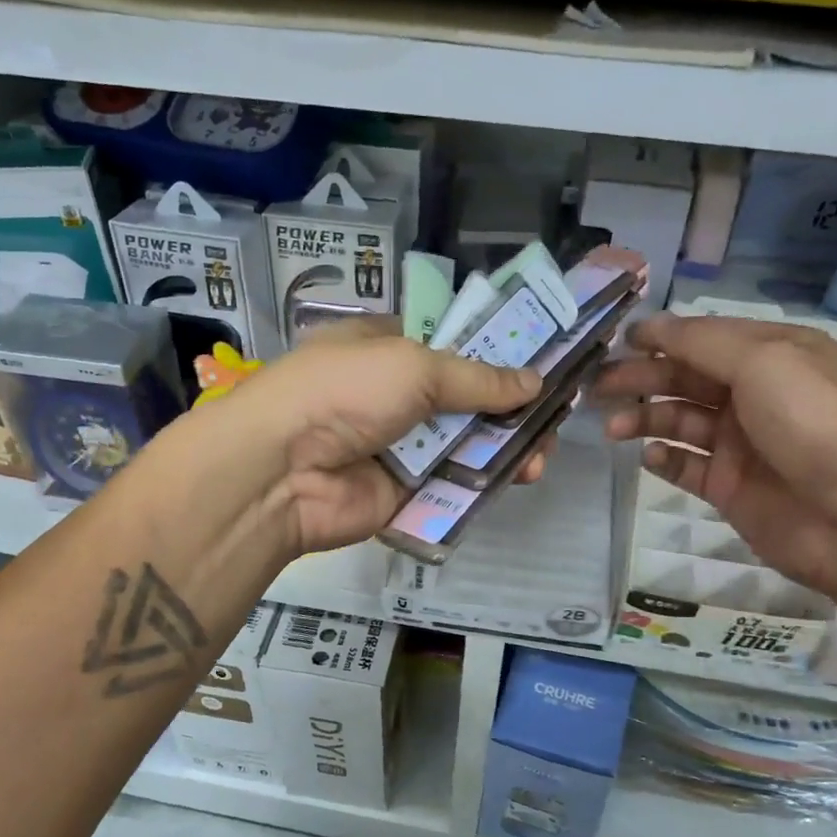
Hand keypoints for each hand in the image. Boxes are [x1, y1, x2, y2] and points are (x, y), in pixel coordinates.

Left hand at [227, 319, 548, 554]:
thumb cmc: (345, 392)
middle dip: (509, 406)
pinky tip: (520, 476)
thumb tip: (534, 382)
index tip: (540, 362)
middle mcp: (393, 394)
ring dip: (505, 446)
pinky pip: (451, 483)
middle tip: (553, 416)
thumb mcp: (414, 367)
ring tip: (543, 454)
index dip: (494, 353)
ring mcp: (398, 444)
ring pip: (463, 443)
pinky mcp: (403, 491)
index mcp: (386, 348)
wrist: (283, 470)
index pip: (449, 345)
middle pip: (464, 398)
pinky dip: (483, 480)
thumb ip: (477, 378)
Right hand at [593, 313, 836, 596]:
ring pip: (679, 421)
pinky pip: (685, 465)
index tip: (619, 343)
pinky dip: (664, 459)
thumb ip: (701, 342)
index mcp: (773, 355)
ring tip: (614, 428)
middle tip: (599, 388)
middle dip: (642, 379)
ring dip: (645, 419)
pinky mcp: (728, 485)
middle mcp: (755, 394)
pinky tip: (650, 457)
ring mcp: (740, 443)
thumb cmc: (811, 422)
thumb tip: (651, 327)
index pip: (706, 338)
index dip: (663, 339)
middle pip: (686, 379)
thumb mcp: (762, 361)